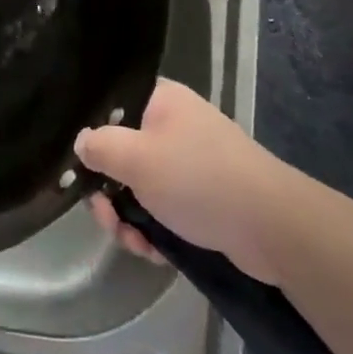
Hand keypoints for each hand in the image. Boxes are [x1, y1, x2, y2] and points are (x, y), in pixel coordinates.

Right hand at [76, 77, 286, 283]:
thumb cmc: (198, 179)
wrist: (272, 227)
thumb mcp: (136, 158)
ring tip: (134, 243)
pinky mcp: (202, 197)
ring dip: (128, 218)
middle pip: (121, 153)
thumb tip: (81, 143)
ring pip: (139, 187)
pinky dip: (153, 230)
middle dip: (109, 192)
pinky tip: (154, 251)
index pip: (112, 106)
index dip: (92, 134)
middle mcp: (174, 126)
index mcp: (160, 102)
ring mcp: (190, 163)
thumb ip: (99, 146)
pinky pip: (163, 208)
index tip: (80, 166)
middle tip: (107, 218)